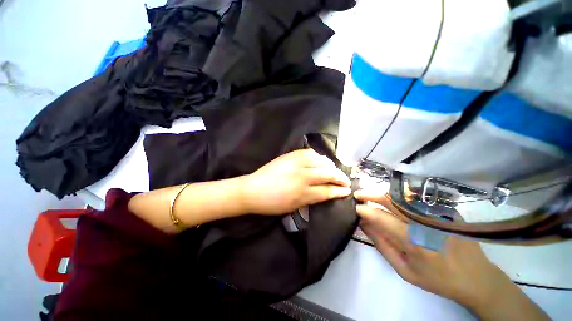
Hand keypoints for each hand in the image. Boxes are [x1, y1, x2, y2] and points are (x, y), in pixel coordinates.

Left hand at [241, 149, 350, 214]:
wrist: (253, 189)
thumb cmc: (272, 203)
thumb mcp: (294, 207)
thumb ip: (312, 199)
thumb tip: (327, 193)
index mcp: (302, 193)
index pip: (327, 191)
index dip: (339, 191)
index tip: (347, 191)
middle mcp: (302, 176)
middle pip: (327, 173)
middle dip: (340, 177)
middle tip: (346, 180)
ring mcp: (296, 163)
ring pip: (321, 161)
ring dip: (331, 165)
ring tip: (334, 170)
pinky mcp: (290, 155)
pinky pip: (309, 152)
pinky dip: (318, 156)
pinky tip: (320, 160)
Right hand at [354, 189, 548, 320]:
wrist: (476, 278)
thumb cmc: (437, 279)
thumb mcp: (404, 270)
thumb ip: (382, 245)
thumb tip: (364, 224)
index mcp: (414, 242)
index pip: (381, 218)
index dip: (365, 210)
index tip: (355, 207)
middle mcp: (425, 223)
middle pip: (391, 200)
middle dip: (371, 195)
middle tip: (359, 195)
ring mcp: (437, 214)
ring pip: (402, 196)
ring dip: (384, 194)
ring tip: (372, 197)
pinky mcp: (446, 210)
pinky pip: (416, 199)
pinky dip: (400, 197)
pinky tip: (394, 201)